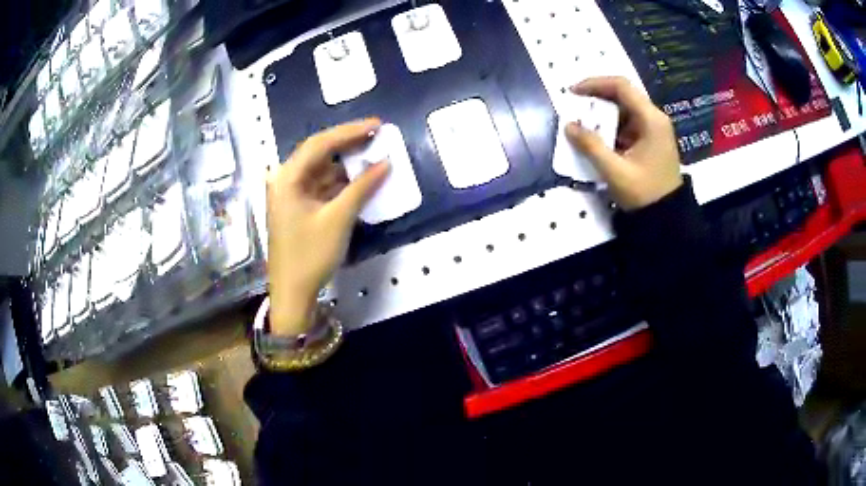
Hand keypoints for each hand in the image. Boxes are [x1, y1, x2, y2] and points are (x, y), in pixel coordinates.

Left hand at [266, 118, 389, 335]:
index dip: (350, 131)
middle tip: (378, 135)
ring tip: (374, 155)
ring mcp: (290, 193)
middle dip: (349, 145)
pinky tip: (360, 179)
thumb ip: (362, 187)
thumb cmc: (310, 255)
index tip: (377, 124)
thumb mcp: (338, 219)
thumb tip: (386, 163)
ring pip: (322, 169)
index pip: (320, 143)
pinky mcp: (297, 206)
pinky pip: (321, 185)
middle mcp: (285, 179)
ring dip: (346, 164)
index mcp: (287, 178)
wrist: (292, 293)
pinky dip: (340, 182)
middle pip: (319, 153)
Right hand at [565, 77, 682, 210]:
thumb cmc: (645, 194)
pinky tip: (597, 137)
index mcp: (651, 120)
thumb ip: (591, 146)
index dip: (595, 84)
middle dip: (596, 99)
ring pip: (624, 109)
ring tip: (582, 124)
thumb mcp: (615, 171)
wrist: (667, 218)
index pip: (621, 86)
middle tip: (575, 108)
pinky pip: (627, 124)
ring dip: (602, 114)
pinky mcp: (650, 140)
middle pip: (623, 95)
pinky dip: (610, 127)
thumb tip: (568, 126)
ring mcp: (653, 129)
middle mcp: (654, 118)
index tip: (572, 92)